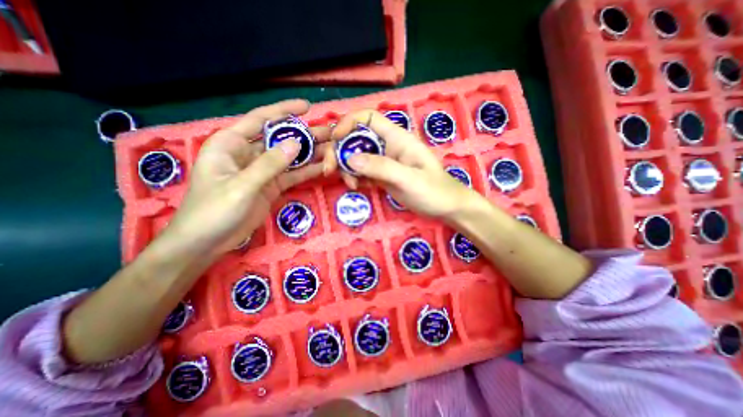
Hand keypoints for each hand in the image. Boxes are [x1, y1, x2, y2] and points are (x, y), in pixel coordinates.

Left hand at [163, 100, 328, 257]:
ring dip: (311, 154)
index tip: (307, 106)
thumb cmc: (213, 211)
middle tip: (331, 132)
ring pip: (290, 158)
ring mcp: (263, 171)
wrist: (207, 243)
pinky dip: (307, 172)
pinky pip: (292, 175)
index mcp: (231, 144)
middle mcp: (249, 153)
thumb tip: (297, 143)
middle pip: (281, 139)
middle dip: (306, 135)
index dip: (284, 111)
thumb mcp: (241, 186)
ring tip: (333, 148)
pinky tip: (325, 167)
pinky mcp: (272, 186)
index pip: (260, 119)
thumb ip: (270, 164)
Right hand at [323, 109, 475, 220]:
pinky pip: (362, 171)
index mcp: (397, 138)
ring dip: (346, 168)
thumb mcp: (408, 179)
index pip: (369, 118)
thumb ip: (381, 167)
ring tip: (351, 185)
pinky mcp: (382, 175)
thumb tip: (349, 158)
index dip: (348, 122)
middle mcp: (388, 146)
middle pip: (356, 138)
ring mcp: (384, 161)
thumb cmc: (434, 191)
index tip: (334, 139)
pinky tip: (357, 187)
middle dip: (340, 151)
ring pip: (356, 156)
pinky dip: (355, 177)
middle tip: (330, 170)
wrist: (446, 208)